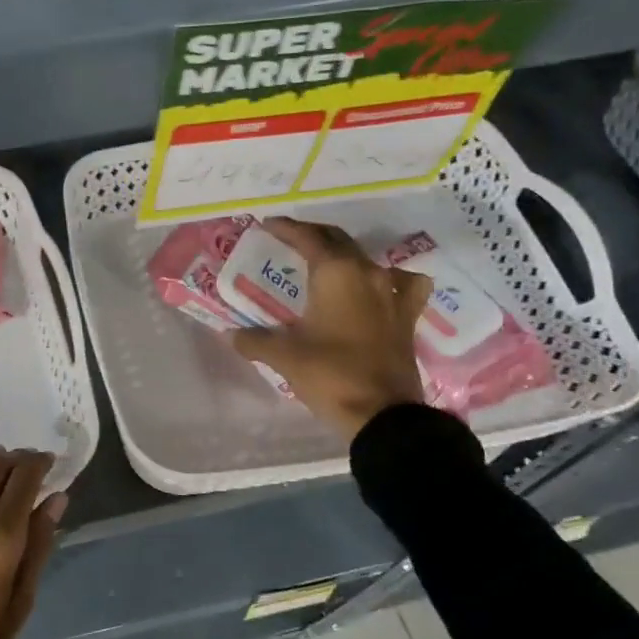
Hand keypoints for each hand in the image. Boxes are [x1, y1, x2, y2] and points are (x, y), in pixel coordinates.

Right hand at [231, 217, 432, 444]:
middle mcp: (367, 273)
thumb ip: (255, 340)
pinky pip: (401, 284)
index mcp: (335, 273)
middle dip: (313, 236)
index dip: (287, 228)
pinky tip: (380, 287)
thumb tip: (232, 335)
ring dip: (345, 255)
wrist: (382, 413)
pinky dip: (388, 279)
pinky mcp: (406, 316)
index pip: (308, 238)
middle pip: (338, 240)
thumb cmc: (329, 375)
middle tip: (290, 240)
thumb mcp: (284, 356)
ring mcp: (392, 292)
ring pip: (366, 258)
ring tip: (328, 263)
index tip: (268, 225)